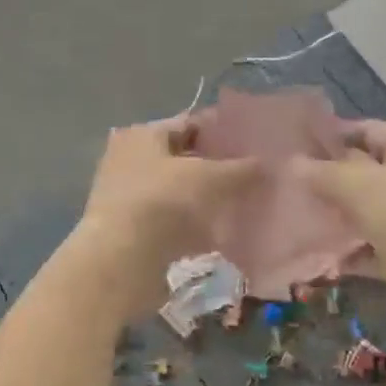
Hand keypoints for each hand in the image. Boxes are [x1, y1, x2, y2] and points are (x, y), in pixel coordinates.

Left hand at [78, 117, 258, 285]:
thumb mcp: (210, 178)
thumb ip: (240, 168)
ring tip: (242, 207)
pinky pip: (171, 221)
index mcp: (142, 134)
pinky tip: (220, 236)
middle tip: (251, 178)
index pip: (189, 124)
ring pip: (178, 192)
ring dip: (205, 200)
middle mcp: (128, 159)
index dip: (221, 133)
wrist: (121, 261)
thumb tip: (264, 163)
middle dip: (215, 168)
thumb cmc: (163, 202)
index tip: (252, 145)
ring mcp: (127, 196)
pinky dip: (193, 226)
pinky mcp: (131, 230)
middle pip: (182, 158)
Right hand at [291, 120, 385, 333]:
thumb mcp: (361, 187)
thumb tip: (291, 162)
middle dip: (327, 180)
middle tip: (286, 185)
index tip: (292, 146)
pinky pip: (371, 247)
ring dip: (336, 218)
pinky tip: (319, 256)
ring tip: (295, 219)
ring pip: (366, 211)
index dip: (330, 136)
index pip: (365, 131)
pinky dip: (349, 252)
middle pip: (363, 171)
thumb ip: (323, 174)